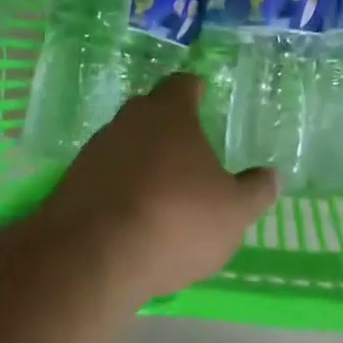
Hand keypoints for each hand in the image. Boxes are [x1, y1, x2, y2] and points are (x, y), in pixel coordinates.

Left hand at [43, 73, 278, 300]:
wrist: (93, 256)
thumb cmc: (176, 220)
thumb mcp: (233, 212)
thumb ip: (255, 191)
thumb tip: (271, 176)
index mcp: (168, 115)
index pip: (181, 85)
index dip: (194, 89)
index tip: (201, 93)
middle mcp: (126, 123)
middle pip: (148, 112)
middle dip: (167, 125)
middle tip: (189, 145)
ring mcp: (93, 153)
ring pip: (124, 145)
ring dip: (142, 160)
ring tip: (163, 188)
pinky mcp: (71, 185)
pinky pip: (105, 177)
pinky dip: (121, 188)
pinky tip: (134, 216)